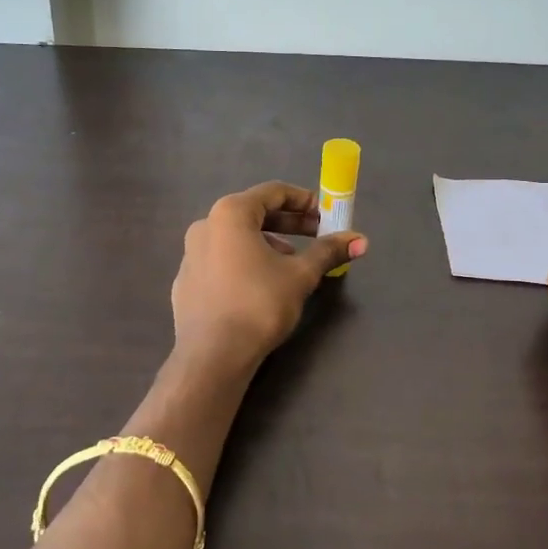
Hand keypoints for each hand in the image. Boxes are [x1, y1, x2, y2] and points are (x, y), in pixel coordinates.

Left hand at [171, 181, 366, 369]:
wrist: (212, 356)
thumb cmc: (258, 304)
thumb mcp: (300, 275)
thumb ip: (328, 252)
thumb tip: (360, 240)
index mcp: (230, 214)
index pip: (273, 192)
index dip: (304, 200)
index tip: (327, 214)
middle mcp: (205, 226)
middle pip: (253, 214)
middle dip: (289, 224)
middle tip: (317, 236)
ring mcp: (191, 254)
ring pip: (236, 238)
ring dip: (268, 243)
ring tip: (293, 264)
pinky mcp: (186, 282)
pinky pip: (221, 260)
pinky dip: (245, 262)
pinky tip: (262, 286)